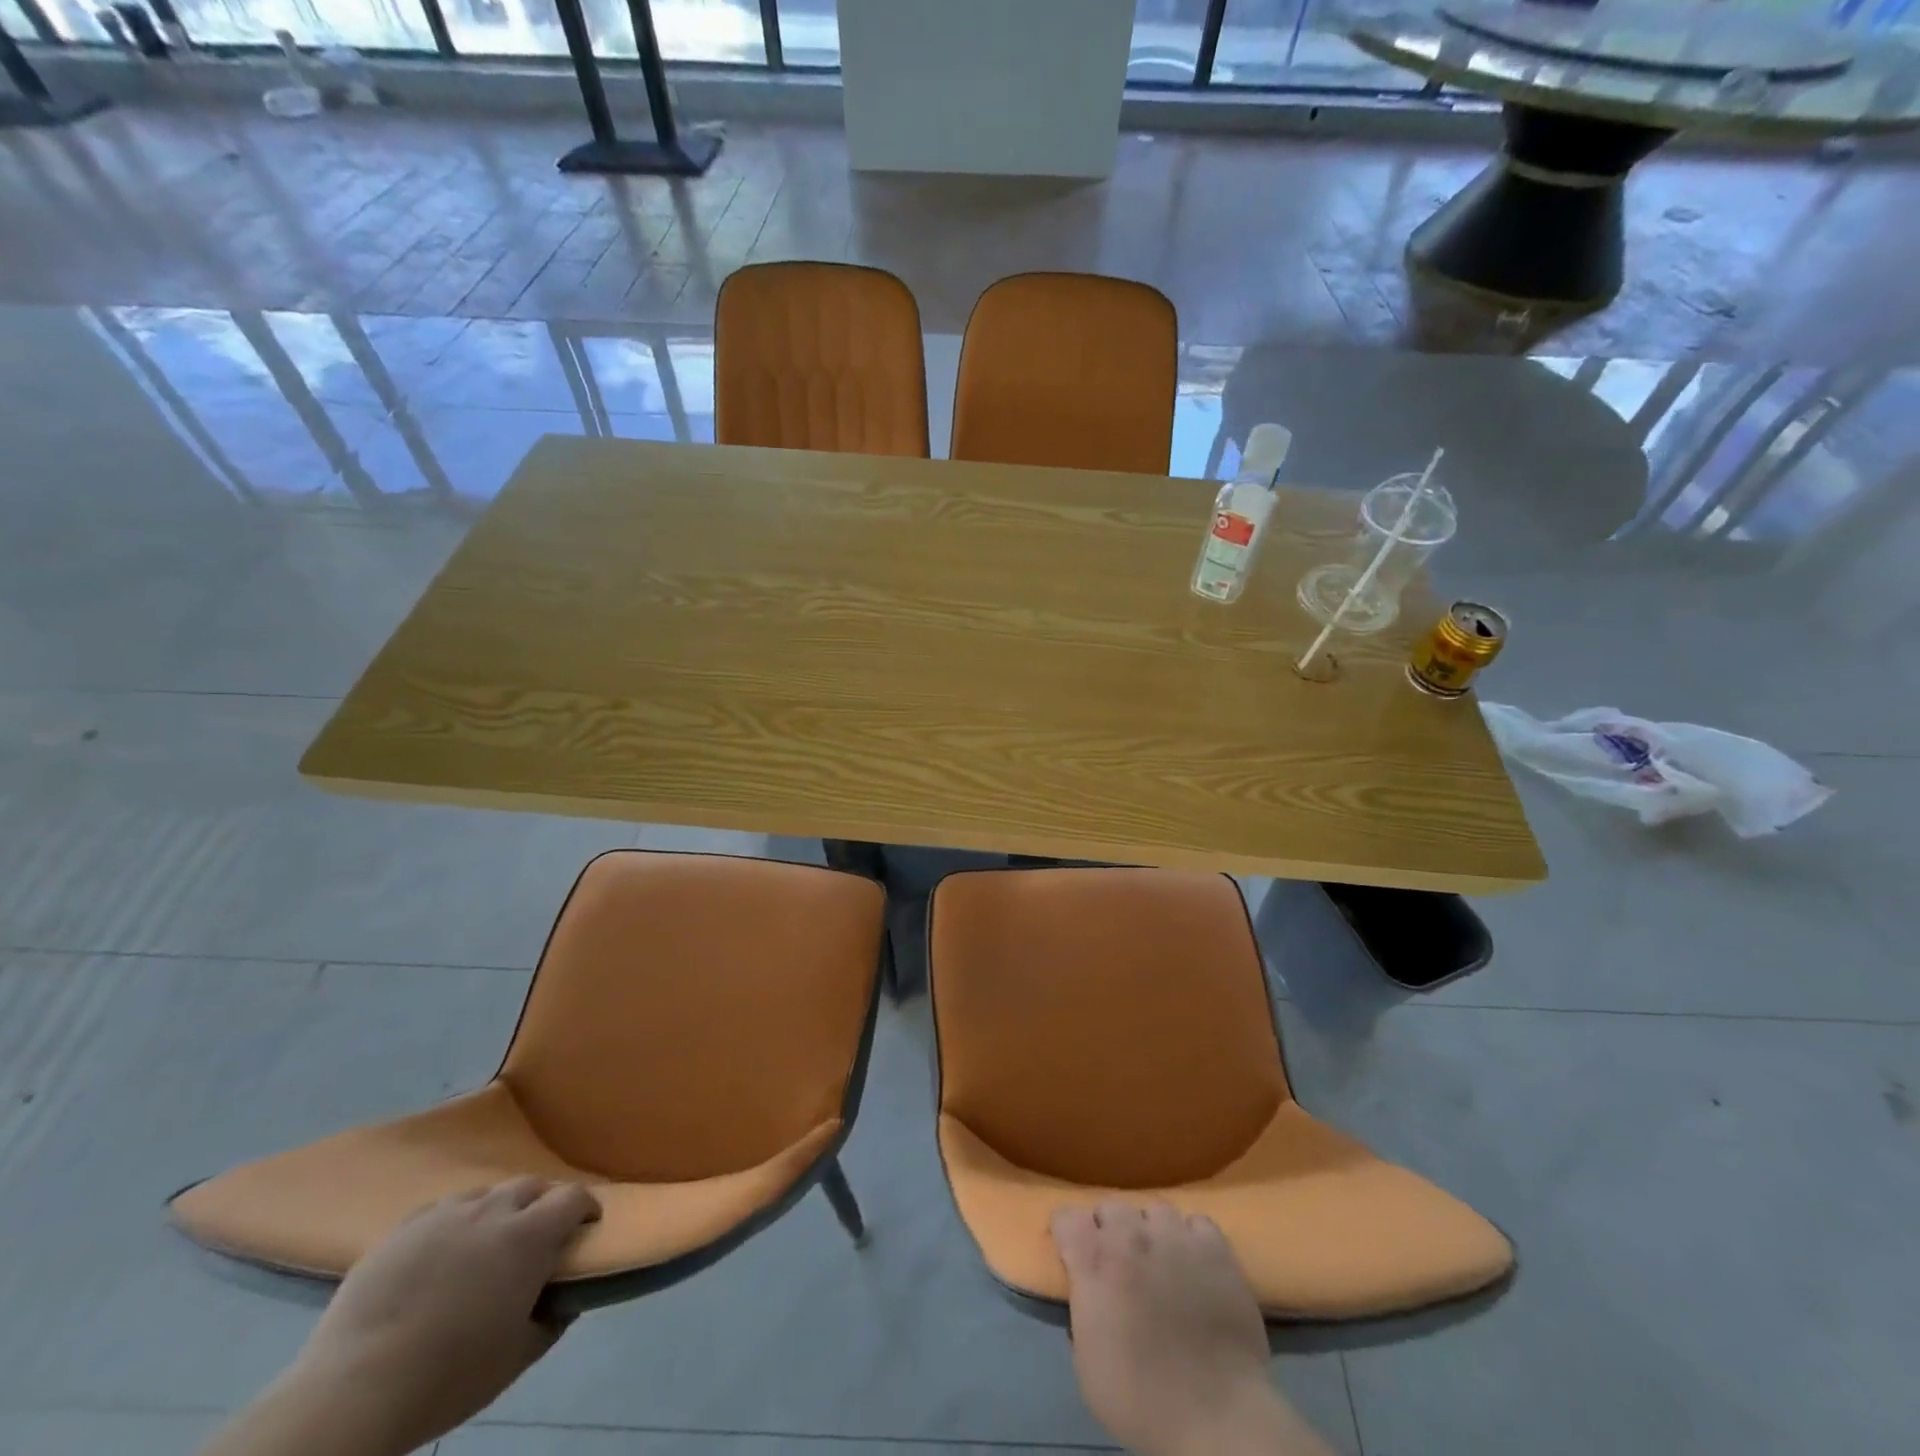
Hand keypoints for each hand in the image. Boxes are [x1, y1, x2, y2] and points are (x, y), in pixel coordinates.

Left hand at [290, 1178, 600, 1454]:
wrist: (351, 1393)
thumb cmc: (447, 1377)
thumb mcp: (516, 1358)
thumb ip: (552, 1320)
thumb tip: (566, 1299)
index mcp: (530, 1236)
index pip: (574, 1197)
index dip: (586, 1207)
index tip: (586, 1227)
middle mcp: (493, 1211)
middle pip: (531, 1186)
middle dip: (543, 1203)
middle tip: (538, 1235)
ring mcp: (445, 1214)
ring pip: (486, 1194)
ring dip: (498, 1210)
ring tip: (487, 1241)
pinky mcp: (402, 1229)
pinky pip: (441, 1209)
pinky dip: (454, 1222)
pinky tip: (443, 1250)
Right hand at [1052, 1201, 1322, 1455]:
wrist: (1216, 1418)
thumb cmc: (1142, 1401)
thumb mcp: (1087, 1365)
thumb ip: (1082, 1311)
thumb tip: (1088, 1293)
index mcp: (1094, 1261)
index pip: (1066, 1216)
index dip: (1068, 1234)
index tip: (1074, 1254)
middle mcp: (1131, 1236)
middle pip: (1111, 1206)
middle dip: (1111, 1230)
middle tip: (1121, 1264)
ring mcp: (1175, 1237)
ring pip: (1155, 1210)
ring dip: (1152, 1232)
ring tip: (1162, 1261)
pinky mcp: (1215, 1249)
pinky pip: (1197, 1224)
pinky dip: (1193, 1239)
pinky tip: (1196, 1264)